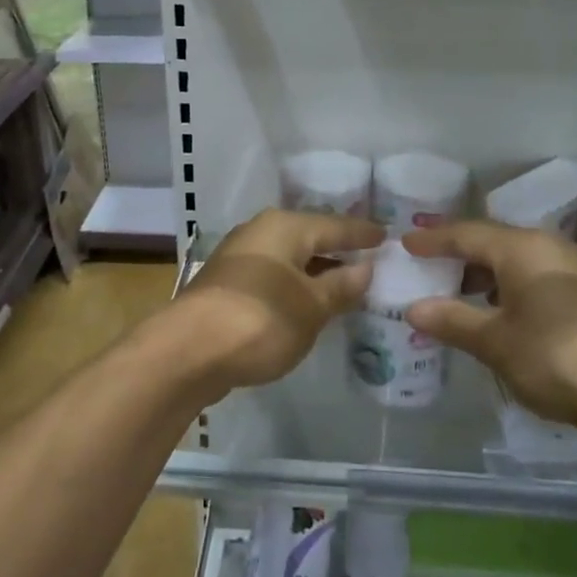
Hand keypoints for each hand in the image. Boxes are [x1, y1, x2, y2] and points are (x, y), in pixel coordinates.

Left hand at [176, 209, 384, 389]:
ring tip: (345, 283)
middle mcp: (260, 232)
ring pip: (289, 257)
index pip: (335, 225)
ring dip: (315, 270)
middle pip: (309, 237)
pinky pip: (273, 276)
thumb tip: (365, 268)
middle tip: (370, 258)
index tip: (388, 237)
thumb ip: (340, 286)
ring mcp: (239, 258)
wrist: (188, 351)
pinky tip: (307, 302)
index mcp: (285, 227)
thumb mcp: (311, 306)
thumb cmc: (260, 320)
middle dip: (338, 249)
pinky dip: (295, 285)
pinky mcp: (227, 285)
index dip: (363, 234)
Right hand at [402, 221, 576, 428]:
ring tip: (461, 294)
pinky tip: (502, 313)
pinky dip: (510, 287)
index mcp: (521, 247)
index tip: (406, 244)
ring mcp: (574, 269)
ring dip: (486, 274)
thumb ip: (452, 320)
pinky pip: (536, 276)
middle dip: (459, 255)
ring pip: (518, 260)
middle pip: (493, 242)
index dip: (432, 240)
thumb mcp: (494, 341)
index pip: (465, 234)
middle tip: (429, 268)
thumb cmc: (554, 355)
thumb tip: (413, 308)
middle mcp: (548, 246)